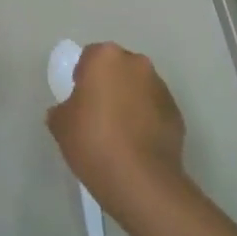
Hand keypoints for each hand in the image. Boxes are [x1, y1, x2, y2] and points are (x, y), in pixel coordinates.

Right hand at [46, 43, 187, 214]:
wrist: (140, 179)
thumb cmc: (93, 141)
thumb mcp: (60, 125)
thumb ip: (62, 109)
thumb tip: (68, 110)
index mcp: (106, 58)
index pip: (90, 56)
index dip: (82, 76)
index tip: (78, 100)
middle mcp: (137, 64)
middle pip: (118, 68)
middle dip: (109, 84)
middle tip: (97, 113)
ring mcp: (161, 88)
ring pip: (139, 87)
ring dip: (130, 100)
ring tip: (119, 132)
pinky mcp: (176, 112)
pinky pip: (154, 109)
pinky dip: (146, 119)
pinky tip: (136, 144)